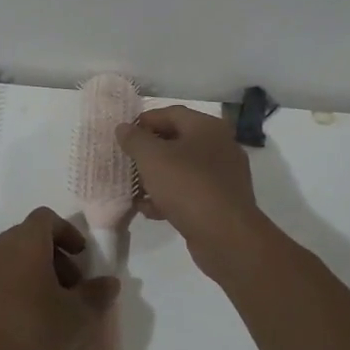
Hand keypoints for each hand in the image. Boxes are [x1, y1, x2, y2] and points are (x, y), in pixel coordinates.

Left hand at [0, 208, 119, 349]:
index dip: (68, 232)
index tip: (82, 256)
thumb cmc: (31, 333)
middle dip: (54, 257)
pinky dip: (13, 290)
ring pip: (11, 260)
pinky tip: (23, 324)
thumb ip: (96, 295)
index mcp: (25, 241)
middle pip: (29, 238)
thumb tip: (109, 282)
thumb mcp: (77, 318)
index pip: (47, 218)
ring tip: (50, 309)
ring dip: (33, 275)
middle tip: (72, 288)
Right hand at [116, 106, 273, 281]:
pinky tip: (150, 210)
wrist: (225, 236)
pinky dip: (170, 196)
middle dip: (149, 152)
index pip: (171, 113)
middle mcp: (220, 146)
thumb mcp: (152, 158)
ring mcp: (223, 175)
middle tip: (127, 162)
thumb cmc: (187, 186)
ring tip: (134, 189)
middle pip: (177, 141)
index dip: (144, 121)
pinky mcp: (221, 201)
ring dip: (156, 177)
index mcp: (207, 127)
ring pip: (182, 169)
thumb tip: (123, 128)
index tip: (123, 135)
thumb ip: (134, 139)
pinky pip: (190, 191)